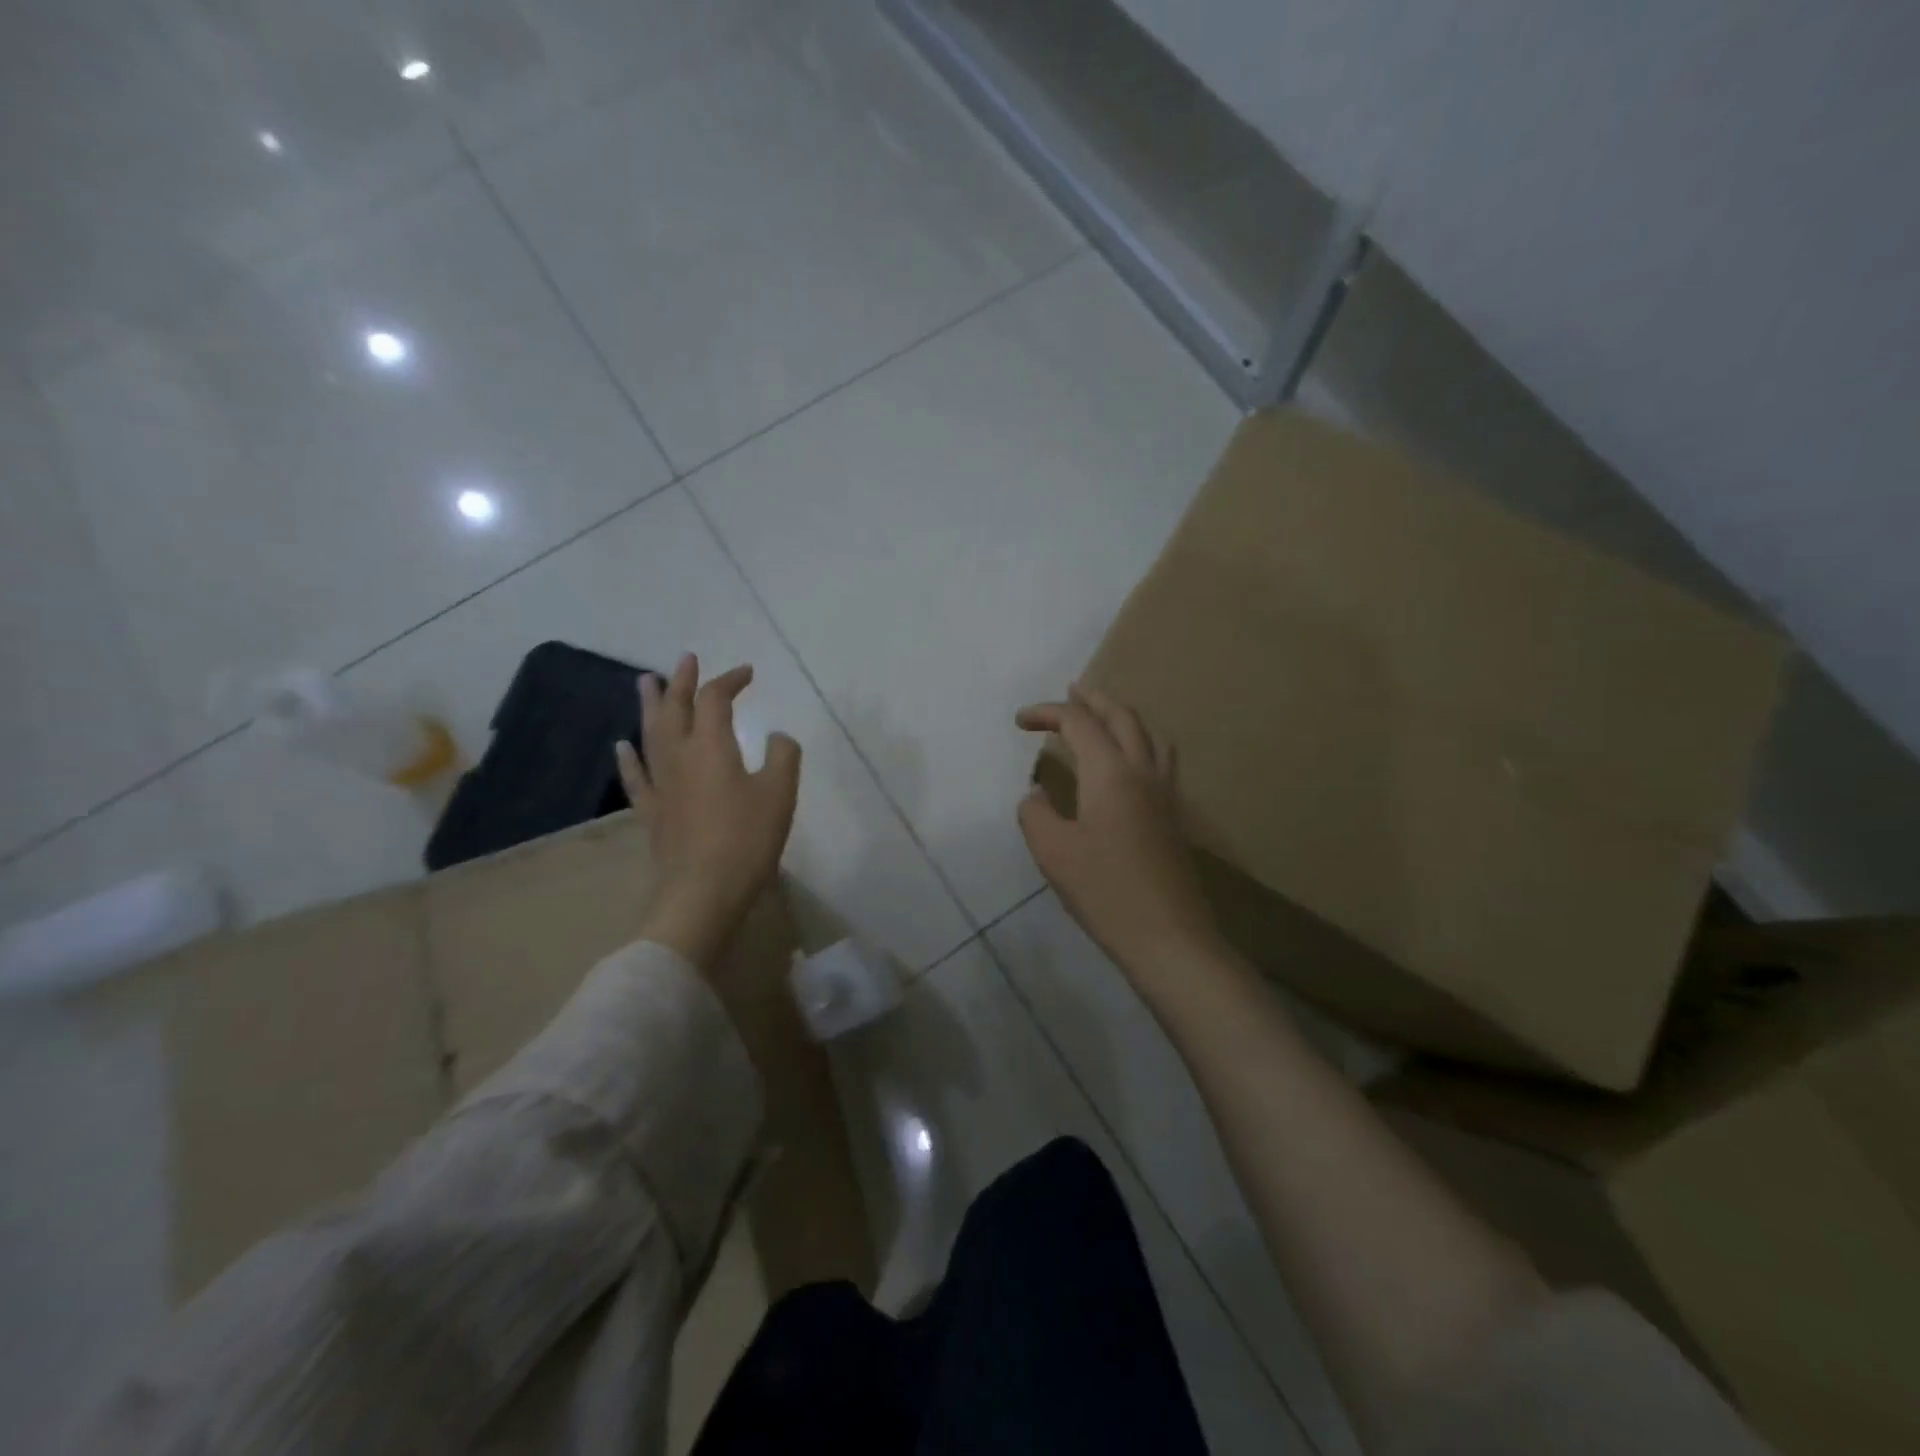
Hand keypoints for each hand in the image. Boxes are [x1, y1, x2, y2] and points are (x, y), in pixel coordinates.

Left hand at [616, 654, 801, 967]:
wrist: (703, 892)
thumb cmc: (747, 839)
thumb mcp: (780, 793)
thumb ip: (783, 755)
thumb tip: (776, 736)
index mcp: (712, 747)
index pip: (716, 700)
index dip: (730, 680)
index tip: (748, 672)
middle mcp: (680, 756)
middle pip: (675, 708)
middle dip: (682, 681)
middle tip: (685, 659)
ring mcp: (661, 784)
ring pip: (650, 734)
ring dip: (649, 705)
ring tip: (645, 682)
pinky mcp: (652, 811)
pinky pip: (636, 776)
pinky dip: (629, 757)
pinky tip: (623, 745)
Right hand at [1015, 684, 1220, 978]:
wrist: (1167, 936)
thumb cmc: (1105, 891)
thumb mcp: (1053, 852)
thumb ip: (1036, 814)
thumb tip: (1037, 795)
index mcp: (1111, 773)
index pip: (1079, 723)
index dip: (1047, 713)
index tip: (1019, 721)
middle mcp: (1143, 771)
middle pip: (1123, 717)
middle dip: (1093, 700)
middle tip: (1071, 692)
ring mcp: (1165, 793)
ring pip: (1149, 735)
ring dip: (1122, 717)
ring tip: (1102, 717)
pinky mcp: (1173, 816)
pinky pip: (1159, 759)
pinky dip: (1139, 742)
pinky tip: (1126, 763)